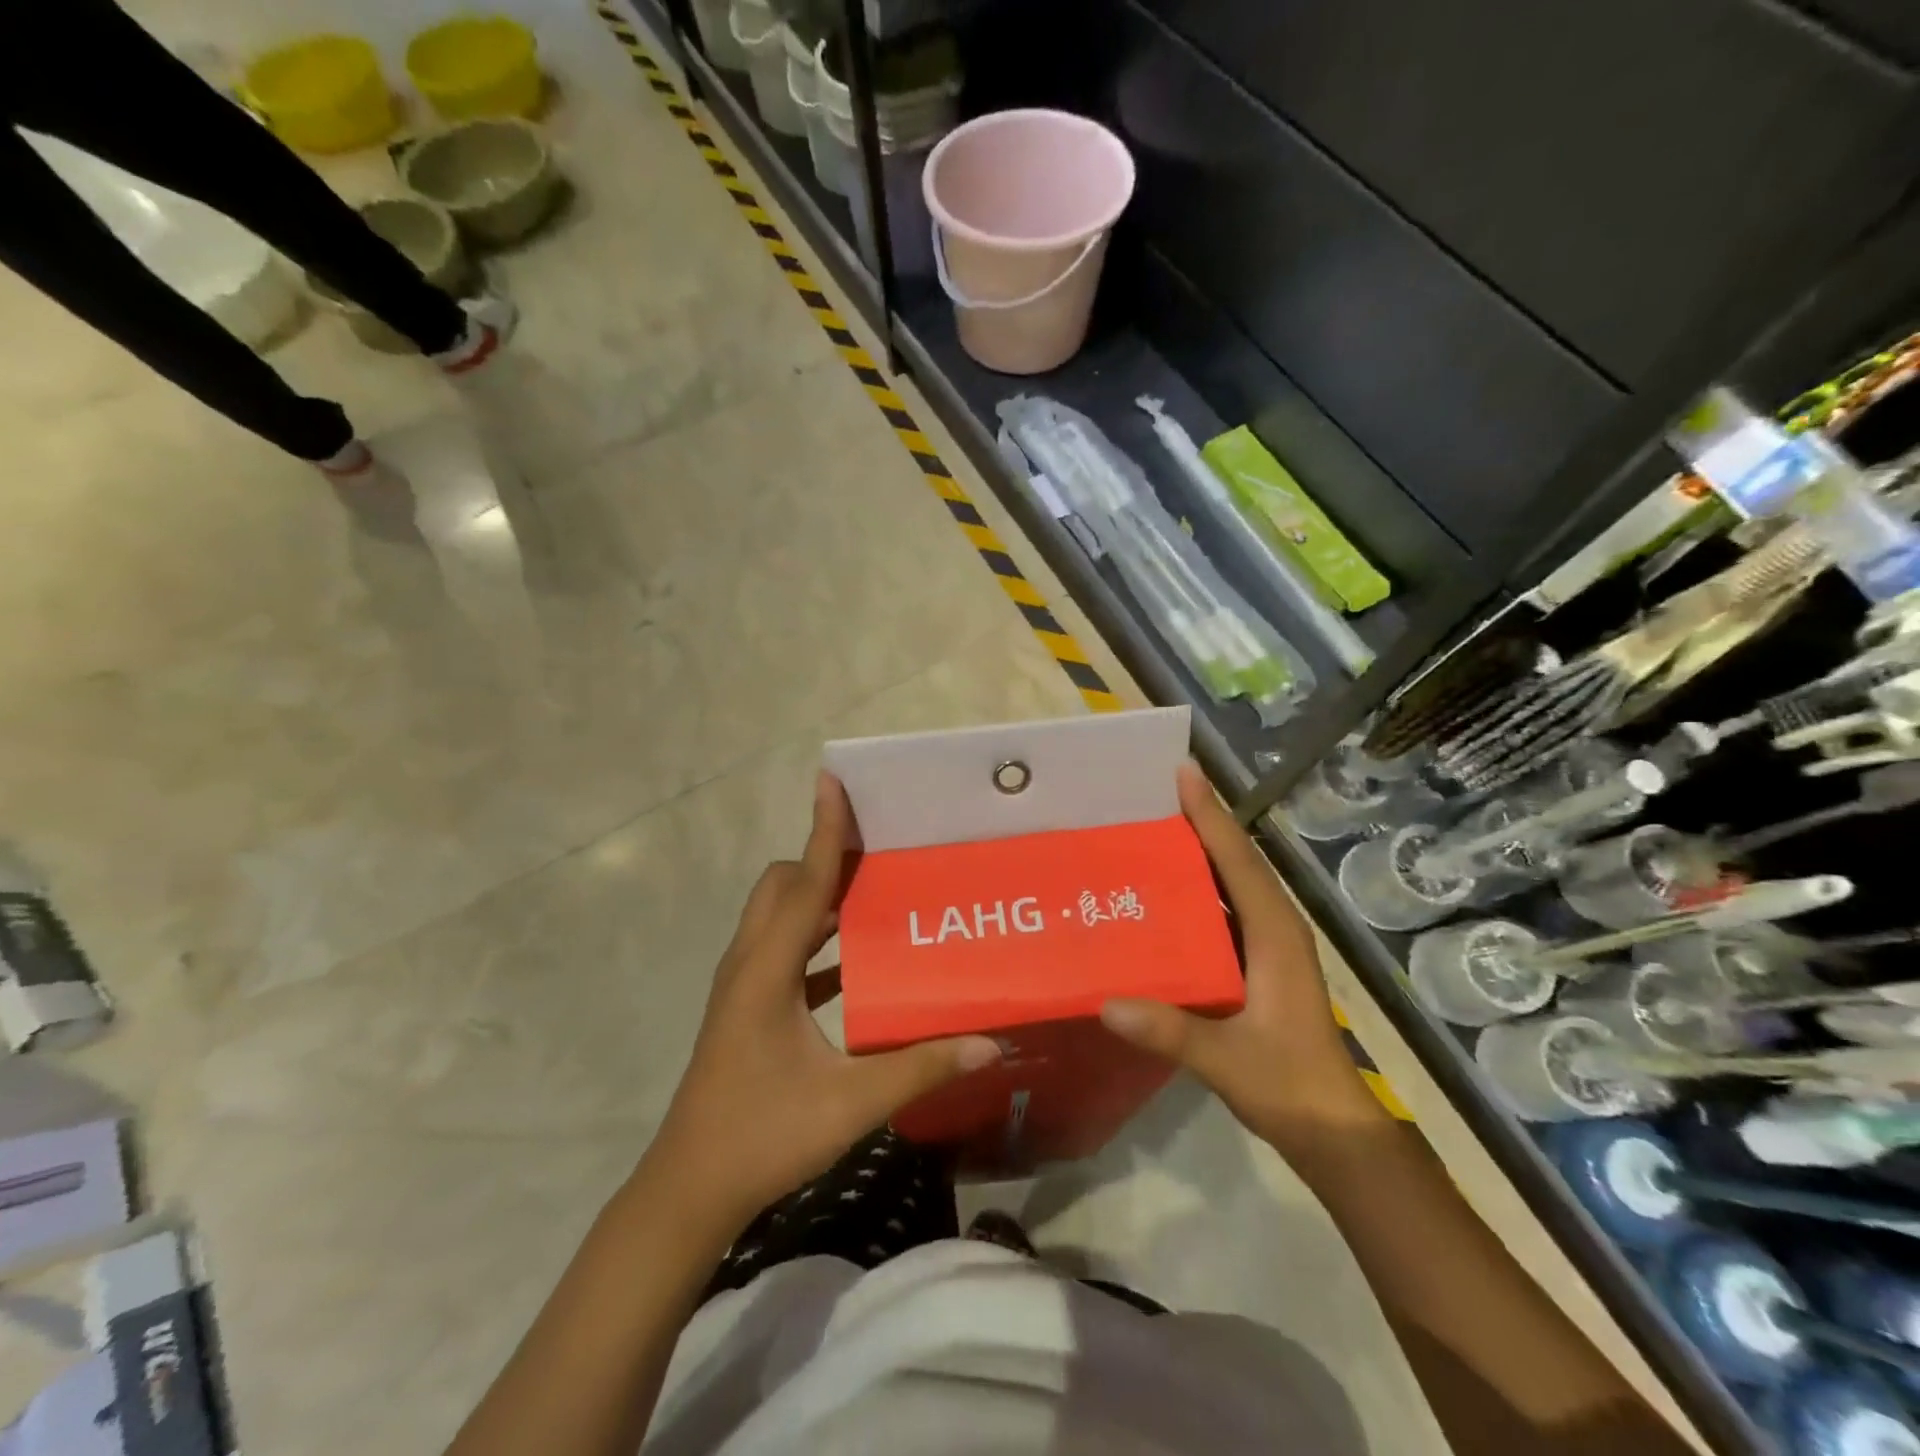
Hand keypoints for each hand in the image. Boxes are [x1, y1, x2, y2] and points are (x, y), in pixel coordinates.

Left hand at [645, 773, 1000, 1231]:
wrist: (689, 1190)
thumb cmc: (763, 1136)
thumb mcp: (850, 1103)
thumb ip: (921, 1068)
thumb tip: (989, 1043)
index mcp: (766, 969)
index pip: (803, 881)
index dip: (824, 830)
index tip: (834, 781)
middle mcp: (749, 963)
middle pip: (784, 885)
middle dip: (824, 858)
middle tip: (878, 849)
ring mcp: (743, 985)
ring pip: (780, 915)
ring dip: (820, 895)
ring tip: (873, 890)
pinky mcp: (746, 1007)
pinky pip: (783, 950)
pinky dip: (815, 938)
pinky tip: (856, 959)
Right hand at [1100, 761, 1381, 1144]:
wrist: (1333, 1131)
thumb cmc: (1290, 1087)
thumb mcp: (1229, 1061)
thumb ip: (1172, 1031)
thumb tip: (1107, 1003)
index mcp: (1275, 934)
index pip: (1237, 861)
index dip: (1210, 815)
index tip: (1182, 773)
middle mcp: (1275, 927)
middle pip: (1235, 860)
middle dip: (1200, 821)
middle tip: (1151, 793)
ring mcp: (1268, 946)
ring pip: (1231, 882)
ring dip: (1198, 851)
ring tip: (1149, 829)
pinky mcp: (1258, 964)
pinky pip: (1224, 909)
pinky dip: (1197, 889)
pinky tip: (1161, 893)